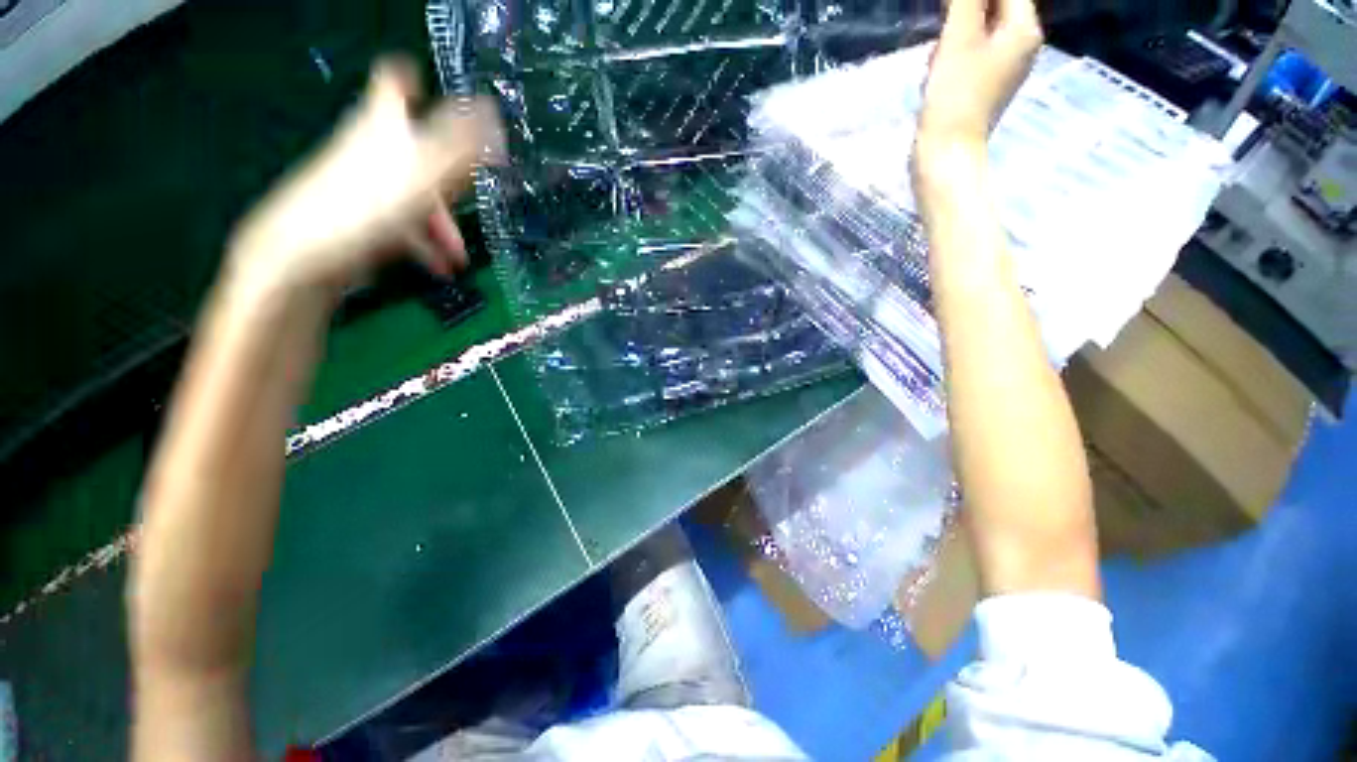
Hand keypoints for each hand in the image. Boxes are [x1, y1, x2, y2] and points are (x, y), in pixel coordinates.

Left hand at [226, 58, 504, 296]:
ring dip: (442, 226)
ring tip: (458, 257)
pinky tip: (440, 267)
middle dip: (449, 180)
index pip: (394, 84)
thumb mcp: (425, 170)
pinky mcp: (359, 219)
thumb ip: (461, 143)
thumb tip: (491, 109)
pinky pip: (401, 226)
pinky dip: (423, 245)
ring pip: (413, 196)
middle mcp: (371, 149)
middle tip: (470, 197)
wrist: (304, 254)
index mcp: (385, 126)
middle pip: (416, 153)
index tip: (433, 91)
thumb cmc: (368, 203)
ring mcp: (364, 186)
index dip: (413, 80)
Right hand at [916, 0, 1041, 154]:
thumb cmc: (954, 97)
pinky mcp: (986, 86)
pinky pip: (972, 54)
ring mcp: (1005, 68)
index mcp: (1024, 29)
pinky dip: (952, 55)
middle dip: (962, 15)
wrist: (945, 154)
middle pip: (994, 7)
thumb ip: (967, 0)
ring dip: (953, 36)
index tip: (948, 10)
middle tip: (941, 36)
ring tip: (936, 61)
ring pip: (979, 30)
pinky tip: (936, 73)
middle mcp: (1022, 45)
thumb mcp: (959, 38)